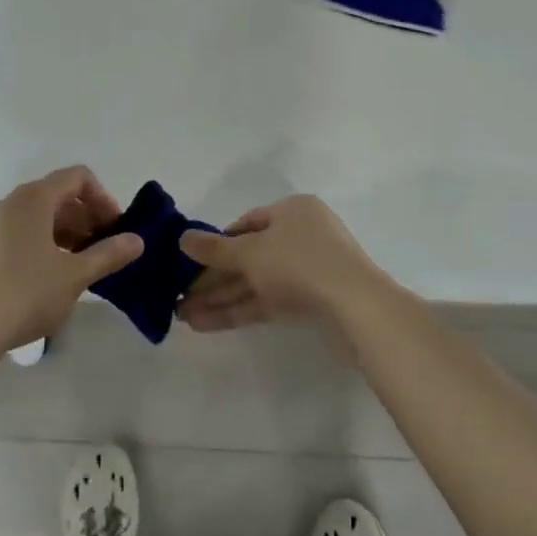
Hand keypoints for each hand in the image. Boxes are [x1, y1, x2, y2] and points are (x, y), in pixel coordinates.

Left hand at [0, 167, 143, 358]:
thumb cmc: (24, 295)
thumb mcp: (75, 276)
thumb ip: (109, 254)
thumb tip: (138, 240)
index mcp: (33, 198)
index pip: (78, 177)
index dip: (103, 197)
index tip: (115, 228)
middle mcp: (10, 201)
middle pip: (58, 194)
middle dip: (87, 217)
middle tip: (104, 249)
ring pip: (39, 215)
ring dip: (67, 231)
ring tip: (82, 264)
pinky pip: (21, 230)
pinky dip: (44, 241)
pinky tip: (52, 274)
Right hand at [176, 195, 395, 331]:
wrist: (357, 308)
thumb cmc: (300, 263)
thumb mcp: (250, 252)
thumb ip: (214, 249)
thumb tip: (182, 239)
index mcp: (292, 211)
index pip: (246, 223)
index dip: (216, 242)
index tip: (190, 262)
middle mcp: (301, 236)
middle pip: (248, 256)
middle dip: (212, 278)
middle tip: (179, 295)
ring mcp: (308, 270)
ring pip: (255, 282)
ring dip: (219, 298)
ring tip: (183, 317)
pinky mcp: (310, 302)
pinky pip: (266, 302)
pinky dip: (238, 310)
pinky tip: (205, 324)